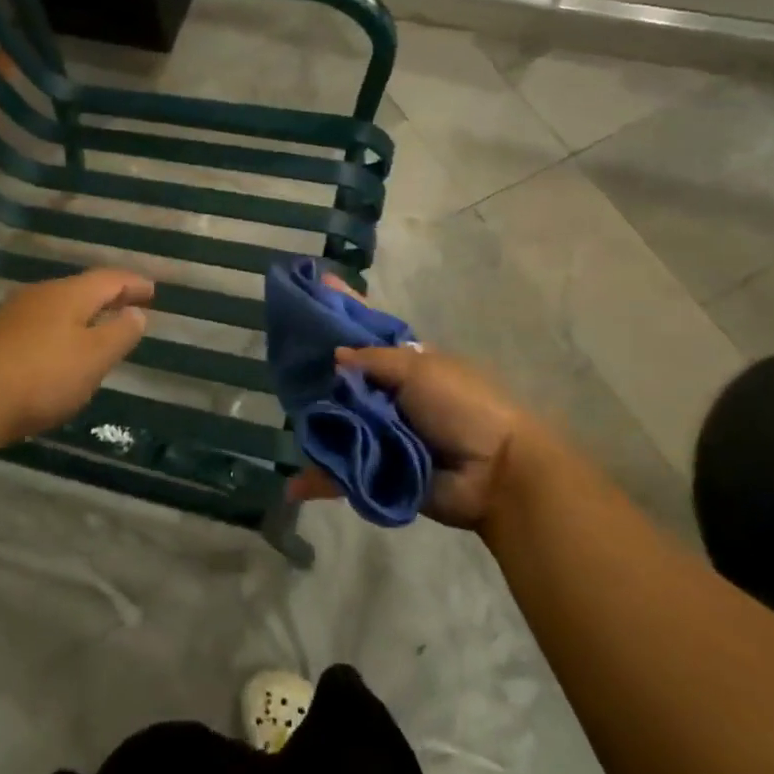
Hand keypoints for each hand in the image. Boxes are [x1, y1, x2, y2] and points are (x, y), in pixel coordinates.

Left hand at [0, 269, 152, 453]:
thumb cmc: (40, 377)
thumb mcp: (93, 358)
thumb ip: (120, 334)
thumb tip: (137, 312)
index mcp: (69, 294)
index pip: (109, 279)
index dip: (133, 283)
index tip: (152, 290)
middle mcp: (40, 296)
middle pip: (80, 289)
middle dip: (106, 296)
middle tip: (127, 305)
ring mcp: (11, 316)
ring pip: (56, 307)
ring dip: (80, 315)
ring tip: (95, 328)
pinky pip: (36, 326)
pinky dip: (57, 331)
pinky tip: (55, 350)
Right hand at [286, 278, 548, 528]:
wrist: (495, 472)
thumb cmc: (461, 406)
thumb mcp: (419, 369)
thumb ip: (372, 359)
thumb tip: (334, 355)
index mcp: (404, 364)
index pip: (364, 332)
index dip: (341, 311)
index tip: (311, 287)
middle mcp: (388, 396)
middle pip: (342, 380)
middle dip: (313, 372)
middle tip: (278, 360)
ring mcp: (381, 434)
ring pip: (336, 424)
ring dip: (312, 424)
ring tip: (280, 419)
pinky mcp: (377, 472)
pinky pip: (342, 473)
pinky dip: (319, 480)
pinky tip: (293, 486)